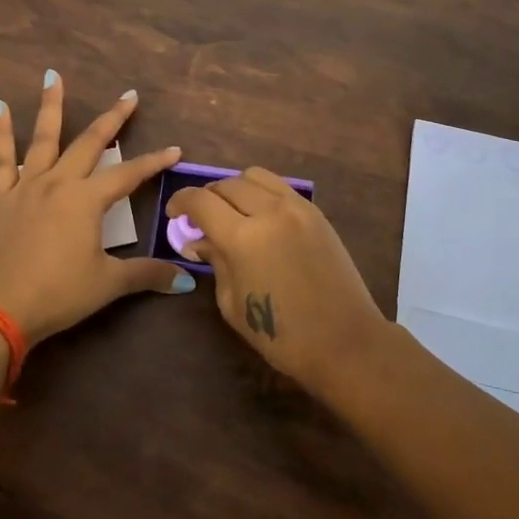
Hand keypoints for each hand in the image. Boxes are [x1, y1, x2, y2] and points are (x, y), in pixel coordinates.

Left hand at [0, 70, 191, 345]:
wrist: (2, 308)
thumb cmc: (60, 293)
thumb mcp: (109, 283)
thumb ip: (147, 274)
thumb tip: (186, 279)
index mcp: (87, 200)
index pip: (129, 174)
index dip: (153, 162)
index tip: (174, 149)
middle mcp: (59, 183)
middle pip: (90, 143)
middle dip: (112, 119)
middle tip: (129, 95)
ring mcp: (28, 186)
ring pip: (43, 138)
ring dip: (51, 106)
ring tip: (51, 75)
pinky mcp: (3, 198)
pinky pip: (1, 159)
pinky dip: (0, 132)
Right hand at [165, 167, 386, 394]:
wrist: (345, 342)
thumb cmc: (282, 335)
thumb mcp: (233, 302)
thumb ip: (215, 261)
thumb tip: (199, 240)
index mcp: (243, 238)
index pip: (201, 201)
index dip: (181, 202)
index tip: (173, 213)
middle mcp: (269, 211)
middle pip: (227, 184)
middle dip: (207, 196)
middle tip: (200, 217)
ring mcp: (297, 208)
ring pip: (255, 176)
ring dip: (235, 188)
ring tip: (231, 211)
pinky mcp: (316, 213)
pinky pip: (280, 187)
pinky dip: (261, 193)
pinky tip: (259, 216)